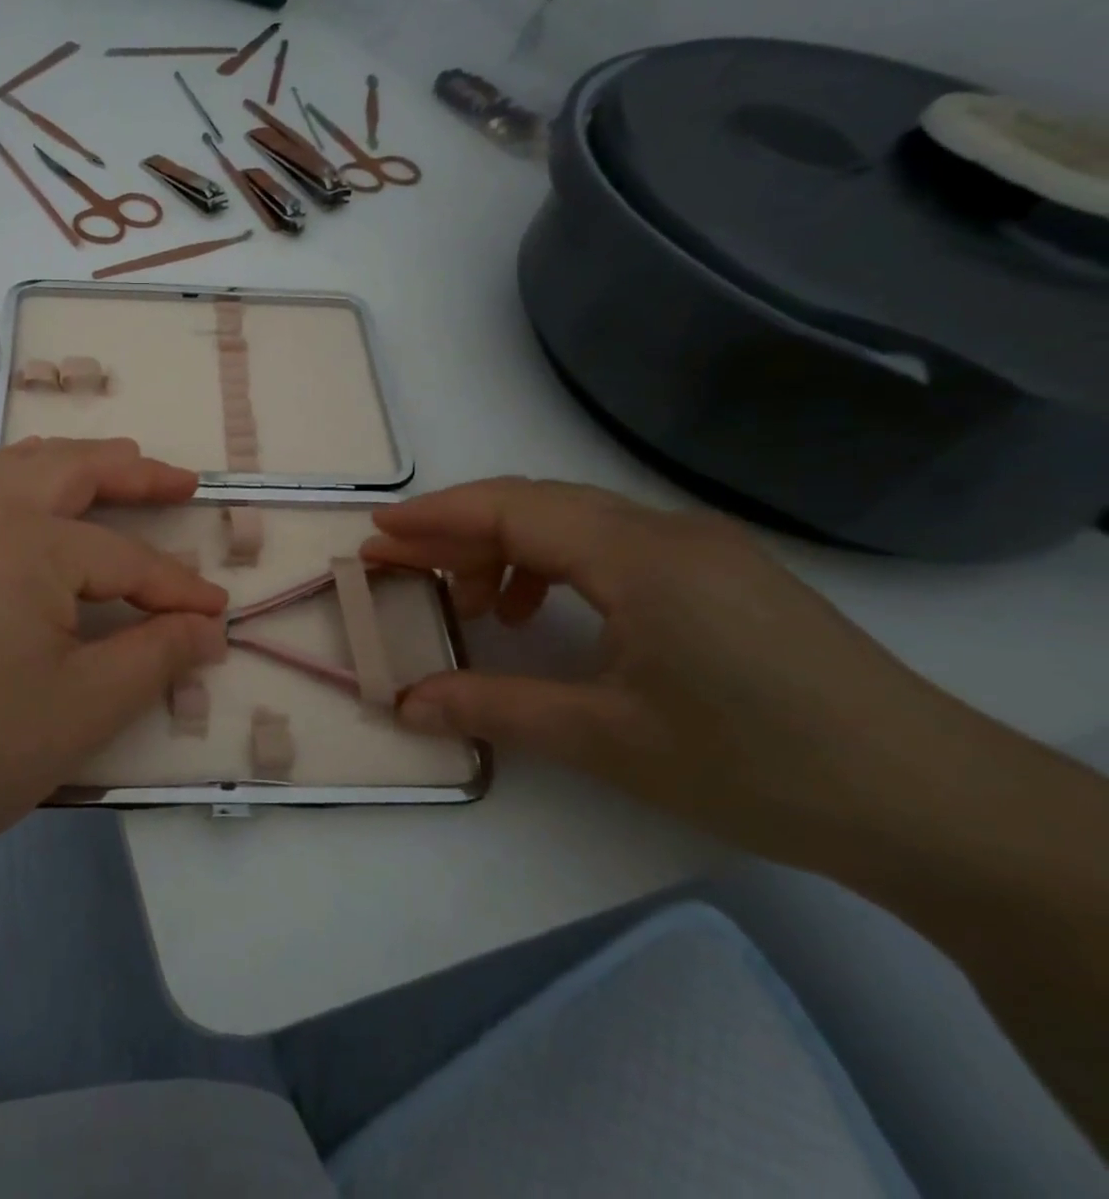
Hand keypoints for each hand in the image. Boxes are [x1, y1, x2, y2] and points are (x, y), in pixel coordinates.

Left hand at [0, 438, 226, 864]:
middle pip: (71, 471)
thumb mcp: (86, 705)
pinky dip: (21, 476)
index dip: (176, 589)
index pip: (125, 558)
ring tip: (113, 464)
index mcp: (26, 541)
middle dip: (133, 473)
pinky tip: (32, 499)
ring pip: (17, 466)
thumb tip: (208, 628)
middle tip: (181, 481)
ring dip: (72, 461)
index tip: (217, 614)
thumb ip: (157, 655)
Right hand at [364, 478, 1001, 878]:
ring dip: (509, 549)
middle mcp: (667, 531)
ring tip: (476, 603)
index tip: (376, 530)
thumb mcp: (607, 741)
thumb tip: (406, 703)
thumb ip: (495, 708)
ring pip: (576, 522)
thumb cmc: (757, 765)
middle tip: (401, 562)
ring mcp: (701, 548)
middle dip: (459, 529)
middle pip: (537, 505)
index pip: (513, 509)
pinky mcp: (722, 574)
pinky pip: (614, 545)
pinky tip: (547, 613)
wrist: (934, 806)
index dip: (436, 516)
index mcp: (639, 556)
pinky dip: (558, 566)